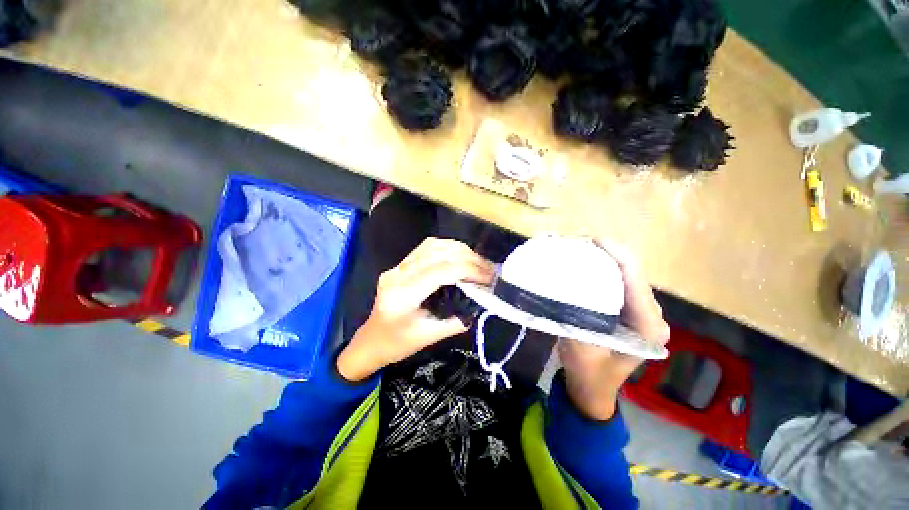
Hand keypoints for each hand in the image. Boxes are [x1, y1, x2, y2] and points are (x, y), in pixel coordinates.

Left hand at [337, 238, 494, 380]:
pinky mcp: (400, 264)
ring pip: (432, 246)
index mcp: (402, 296)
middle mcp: (397, 275)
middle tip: (489, 268)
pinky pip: (426, 247)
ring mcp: (397, 266)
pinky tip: (461, 255)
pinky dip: (448, 248)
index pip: (441, 271)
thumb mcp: (429, 337)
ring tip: (479, 261)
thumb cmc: (397, 344)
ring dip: (460, 250)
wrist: (371, 340)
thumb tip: (482, 302)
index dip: (469, 270)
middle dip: (469, 258)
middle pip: (438, 254)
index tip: (489, 277)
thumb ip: (457, 320)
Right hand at [559, 239, 669, 420]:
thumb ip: (577, 315)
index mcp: (648, 327)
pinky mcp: (630, 312)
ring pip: (628, 277)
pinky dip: (605, 271)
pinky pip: (621, 284)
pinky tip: (588, 265)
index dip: (616, 256)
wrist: (592, 390)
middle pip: (634, 275)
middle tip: (581, 243)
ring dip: (607, 260)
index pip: (635, 282)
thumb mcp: (580, 347)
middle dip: (610, 254)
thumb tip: (568, 283)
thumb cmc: (588, 374)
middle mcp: (653, 317)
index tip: (594, 240)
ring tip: (583, 249)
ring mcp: (642, 313)